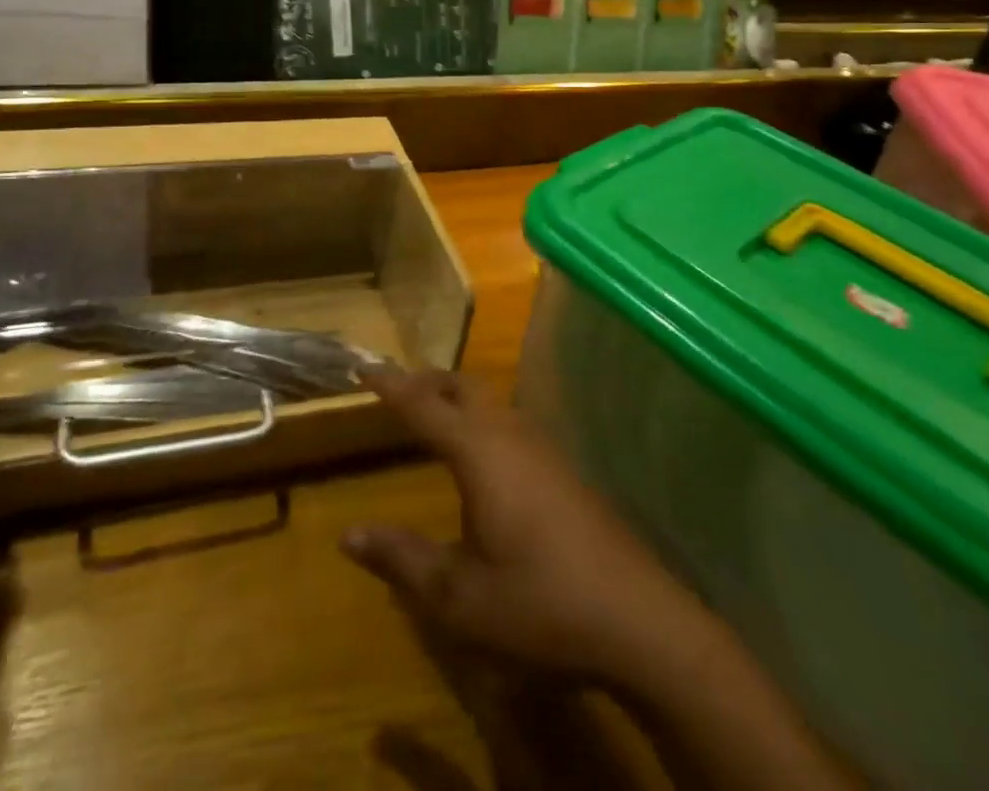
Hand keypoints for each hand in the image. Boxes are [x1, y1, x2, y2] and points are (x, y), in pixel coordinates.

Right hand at [341, 367, 704, 689]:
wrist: (640, 621)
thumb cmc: (541, 605)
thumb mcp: (459, 597)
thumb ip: (402, 559)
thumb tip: (348, 535)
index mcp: (479, 452)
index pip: (423, 405)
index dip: (390, 385)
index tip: (363, 367)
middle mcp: (510, 435)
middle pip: (463, 387)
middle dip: (428, 382)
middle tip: (397, 390)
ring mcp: (544, 449)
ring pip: (492, 402)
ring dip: (458, 399)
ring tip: (435, 416)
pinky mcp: (565, 470)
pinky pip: (511, 424)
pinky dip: (482, 421)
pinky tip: (485, 459)